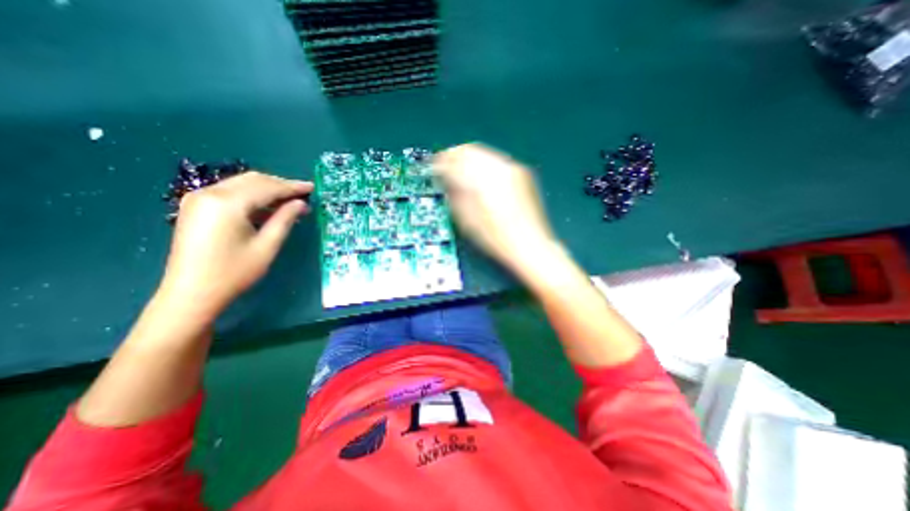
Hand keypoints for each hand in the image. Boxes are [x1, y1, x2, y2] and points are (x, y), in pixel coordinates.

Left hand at [158, 170, 312, 318]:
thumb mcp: (267, 246)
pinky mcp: (197, 207)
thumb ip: (284, 220)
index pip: (267, 187)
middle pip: (253, 180)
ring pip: (242, 184)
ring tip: (290, 201)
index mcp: (227, 203)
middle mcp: (210, 193)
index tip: (312, 187)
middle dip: (281, 185)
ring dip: (268, 190)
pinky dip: (253, 196)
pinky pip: (231, 192)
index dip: (292, 187)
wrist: (191, 293)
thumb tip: (300, 203)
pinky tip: (268, 207)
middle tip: (304, 194)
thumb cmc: (234, 272)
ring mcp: (199, 198)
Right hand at [431, 142, 553, 272]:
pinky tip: (479, 178)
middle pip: (470, 150)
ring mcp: (512, 169)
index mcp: (482, 179)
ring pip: (483, 153)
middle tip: (445, 168)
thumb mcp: (466, 218)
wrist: (528, 244)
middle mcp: (498, 168)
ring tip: (460, 173)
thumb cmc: (495, 237)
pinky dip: (483, 165)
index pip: (455, 158)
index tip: (434, 168)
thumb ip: (453, 193)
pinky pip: (496, 161)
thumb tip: (445, 178)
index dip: (441, 162)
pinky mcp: (521, 174)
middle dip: (454, 157)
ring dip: (469, 160)